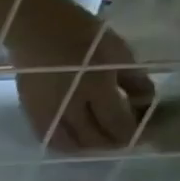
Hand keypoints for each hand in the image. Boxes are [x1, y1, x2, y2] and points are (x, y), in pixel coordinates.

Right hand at [8, 12, 155, 151]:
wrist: (38, 33)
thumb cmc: (84, 36)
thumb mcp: (119, 53)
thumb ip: (134, 81)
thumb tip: (144, 104)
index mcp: (96, 88)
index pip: (117, 123)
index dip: (134, 132)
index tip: (147, 132)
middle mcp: (69, 107)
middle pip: (93, 139)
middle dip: (113, 142)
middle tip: (127, 137)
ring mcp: (47, 114)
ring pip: (69, 145)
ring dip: (88, 147)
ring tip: (101, 139)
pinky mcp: (32, 115)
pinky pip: (50, 139)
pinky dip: (66, 143)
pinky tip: (76, 139)